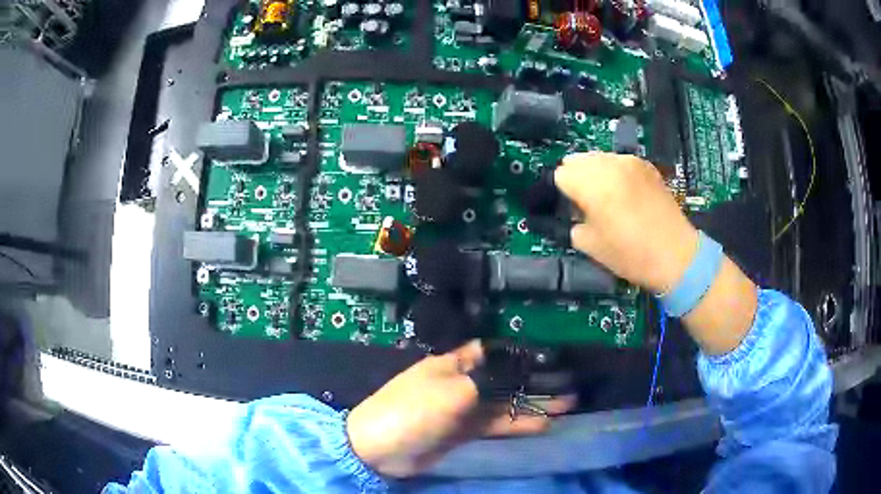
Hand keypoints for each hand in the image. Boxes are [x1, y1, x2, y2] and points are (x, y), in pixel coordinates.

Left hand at [346, 340, 574, 477]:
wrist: (379, 448)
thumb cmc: (413, 410)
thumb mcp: (452, 391)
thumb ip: (489, 381)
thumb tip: (520, 370)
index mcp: (453, 363)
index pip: (492, 351)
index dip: (519, 352)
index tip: (550, 354)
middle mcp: (461, 382)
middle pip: (504, 378)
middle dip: (533, 381)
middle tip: (567, 383)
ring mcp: (463, 408)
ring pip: (503, 403)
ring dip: (532, 404)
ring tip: (566, 404)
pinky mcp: (464, 431)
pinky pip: (495, 424)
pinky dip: (517, 424)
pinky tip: (542, 424)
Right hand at [557, 153, 756, 353]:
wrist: (676, 255)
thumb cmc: (631, 255)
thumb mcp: (590, 245)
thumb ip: (574, 221)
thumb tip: (575, 209)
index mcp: (593, 185)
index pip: (561, 174)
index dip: (563, 192)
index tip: (572, 207)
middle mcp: (610, 165)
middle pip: (578, 159)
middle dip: (577, 178)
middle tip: (586, 202)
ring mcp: (630, 162)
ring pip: (598, 157)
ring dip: (595, 172)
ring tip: (607, 197)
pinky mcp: (646, 165)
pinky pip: (619, 161)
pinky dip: (615, 172)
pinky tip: (625, 193)